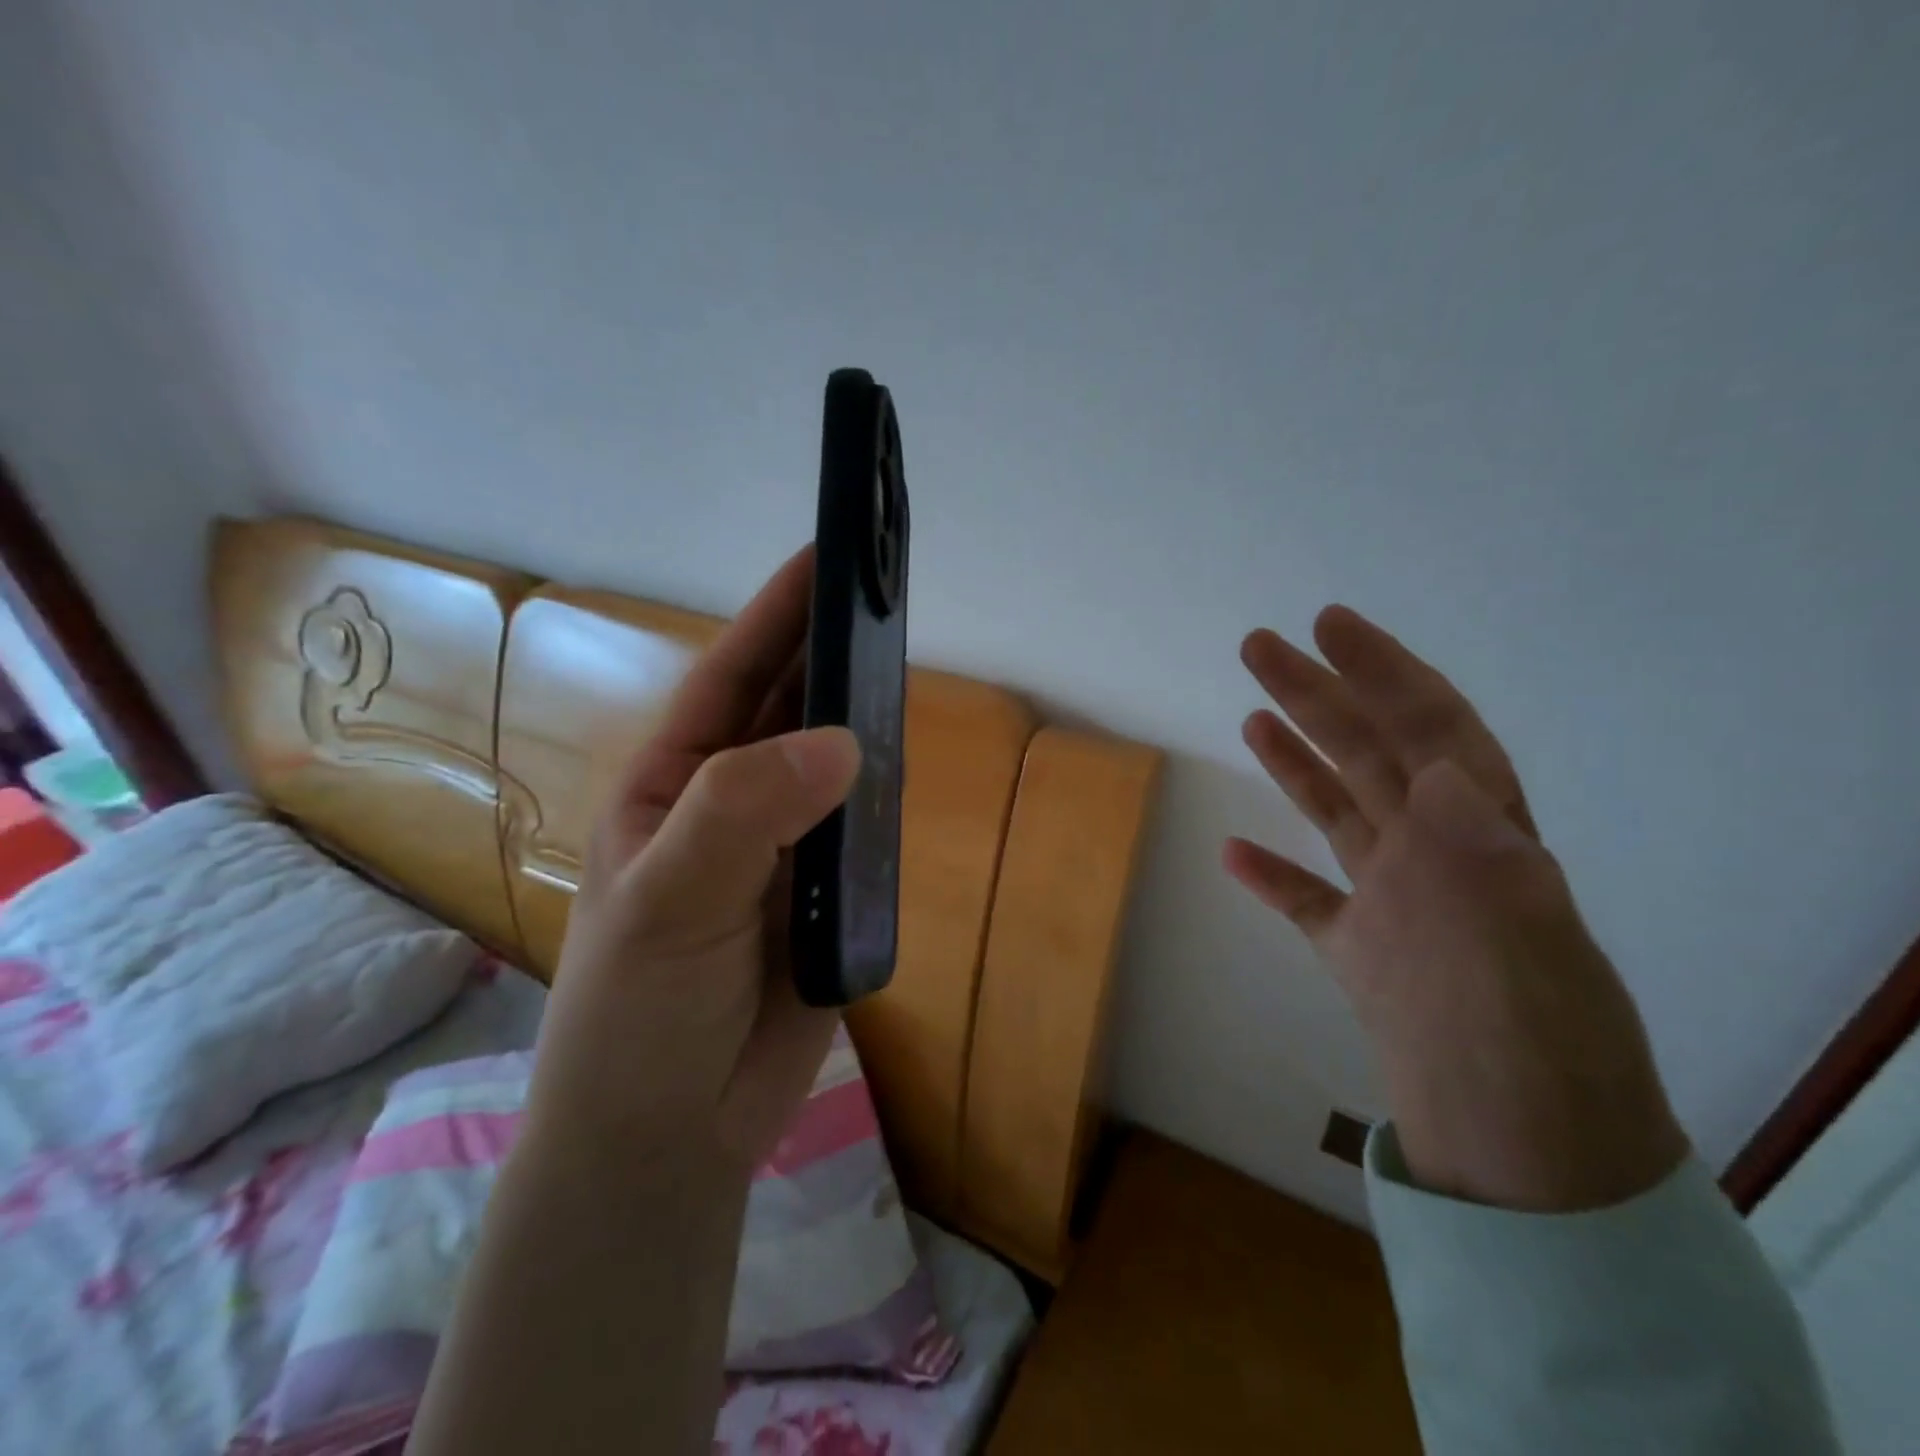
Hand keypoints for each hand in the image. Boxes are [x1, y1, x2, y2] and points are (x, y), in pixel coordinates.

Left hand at [526, 546, 860, 1176]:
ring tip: (910, 665)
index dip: (776, 615)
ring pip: (833, 764)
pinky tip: (912, 764)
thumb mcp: (667, 900)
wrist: (671, 1133)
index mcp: (676, 781)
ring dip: (864, 718)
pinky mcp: (825, 892)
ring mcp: (782, 846)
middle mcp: (731, 801)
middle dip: (831, 652)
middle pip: (789, 709)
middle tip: (888, 597)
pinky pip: (862, 827)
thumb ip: (743, 813)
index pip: (732, 678)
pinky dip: (885, 795)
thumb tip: (845, 740)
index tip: (826, 556)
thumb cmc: (637, 1011)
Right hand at [1226, 606, 1687, 1212]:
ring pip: (1337, 810)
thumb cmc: (1530, 1051)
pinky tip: (1232, 853)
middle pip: (1367, 754)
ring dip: (1295, 760)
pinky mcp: (1362, 953)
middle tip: (1259, 645)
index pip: (1430, 730)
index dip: (1382, 671)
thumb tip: (1451, 772)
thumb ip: (1487, 856)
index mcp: (1480, 839)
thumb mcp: (1528, 946)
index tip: (1330, 624)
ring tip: (1254, 716)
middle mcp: (1436, 854)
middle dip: (1317, 693)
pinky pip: (1308, 899)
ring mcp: (1395, 901)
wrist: (1521, 1153)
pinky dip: (1271, 873)